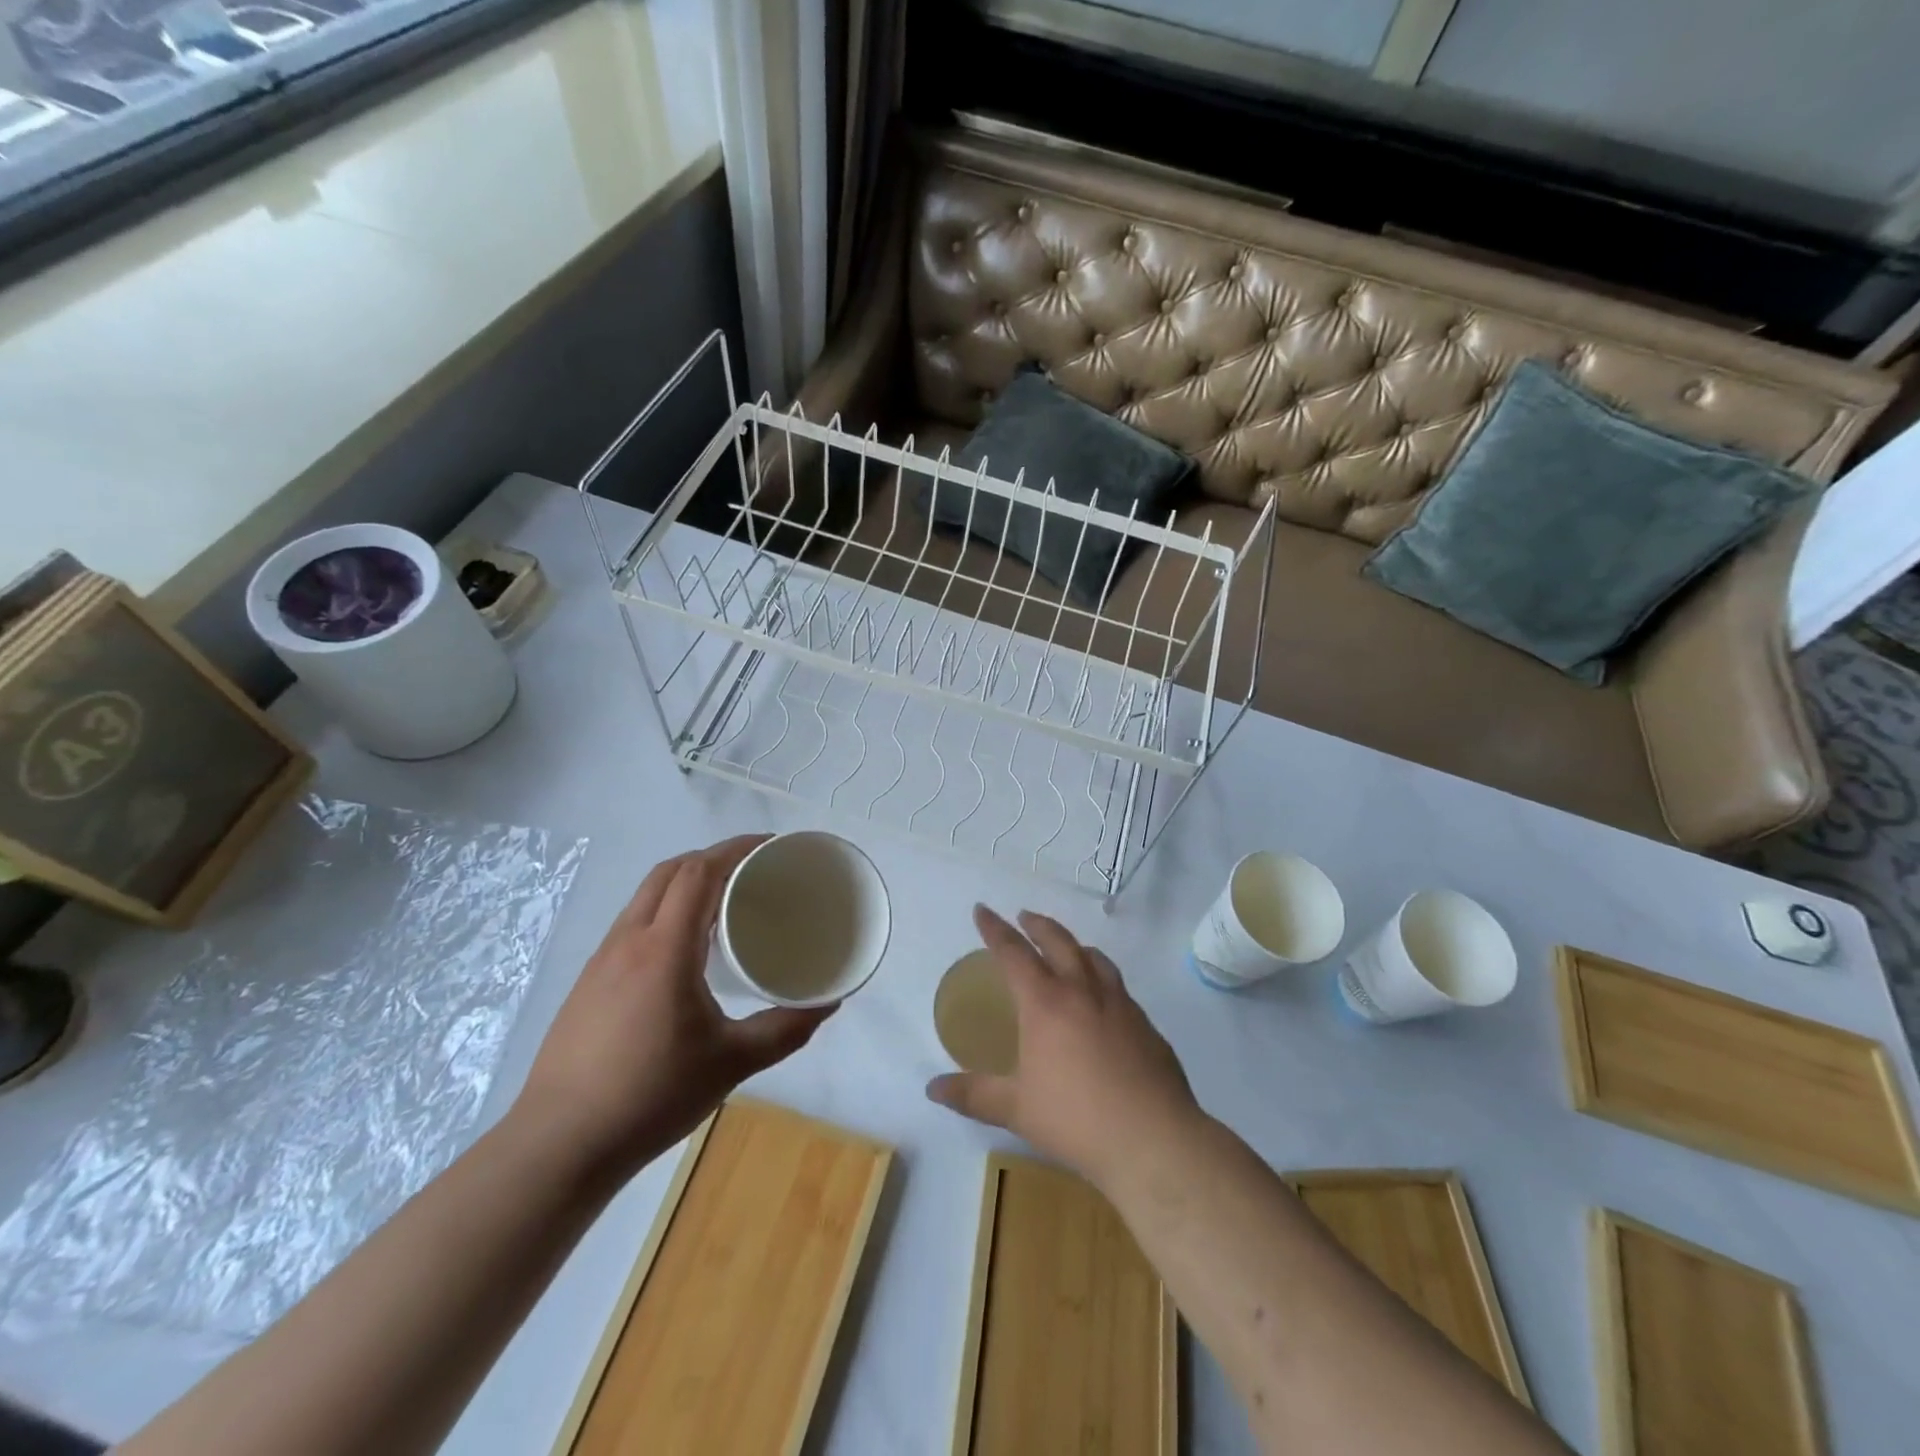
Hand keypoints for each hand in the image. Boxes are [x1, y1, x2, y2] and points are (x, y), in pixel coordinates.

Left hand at [515, 835, 833, 1180]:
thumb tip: (828, 1004)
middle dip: (712, 857)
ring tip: (722, 902)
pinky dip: (665, 911)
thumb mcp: (731, 1063)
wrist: (559, 1145)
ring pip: (646, 896)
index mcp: (665, 948)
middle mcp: (629, 941)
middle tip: (752, 870)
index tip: (769, 846)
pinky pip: (632, 923)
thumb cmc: (651, 1095)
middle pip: (670, 872)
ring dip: (685, 882)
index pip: (699, 872)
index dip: (734, 849)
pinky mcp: (588, 983)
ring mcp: (602, 961)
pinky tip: (683, 949)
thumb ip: (785, 1030)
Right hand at [926, 905, 1199, 1191]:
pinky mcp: (1146, 1024)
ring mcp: (1120, 1004)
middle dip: (1037, 925)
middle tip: (1024, 917)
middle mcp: (1083, 991)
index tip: (983, 910)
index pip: (1013, 953)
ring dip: (1074, 944)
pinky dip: (1102, 976)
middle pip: (1058, 941)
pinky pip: (1119, 986)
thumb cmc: (1075, 1119)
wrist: (1152, 1139)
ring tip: (1067, 947)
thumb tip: (932, 1088)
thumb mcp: (1015, 1109)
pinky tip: (1103, 998)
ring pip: (1094, 958)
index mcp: (1045, 1003)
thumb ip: (973, 1095)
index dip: (995, 929)